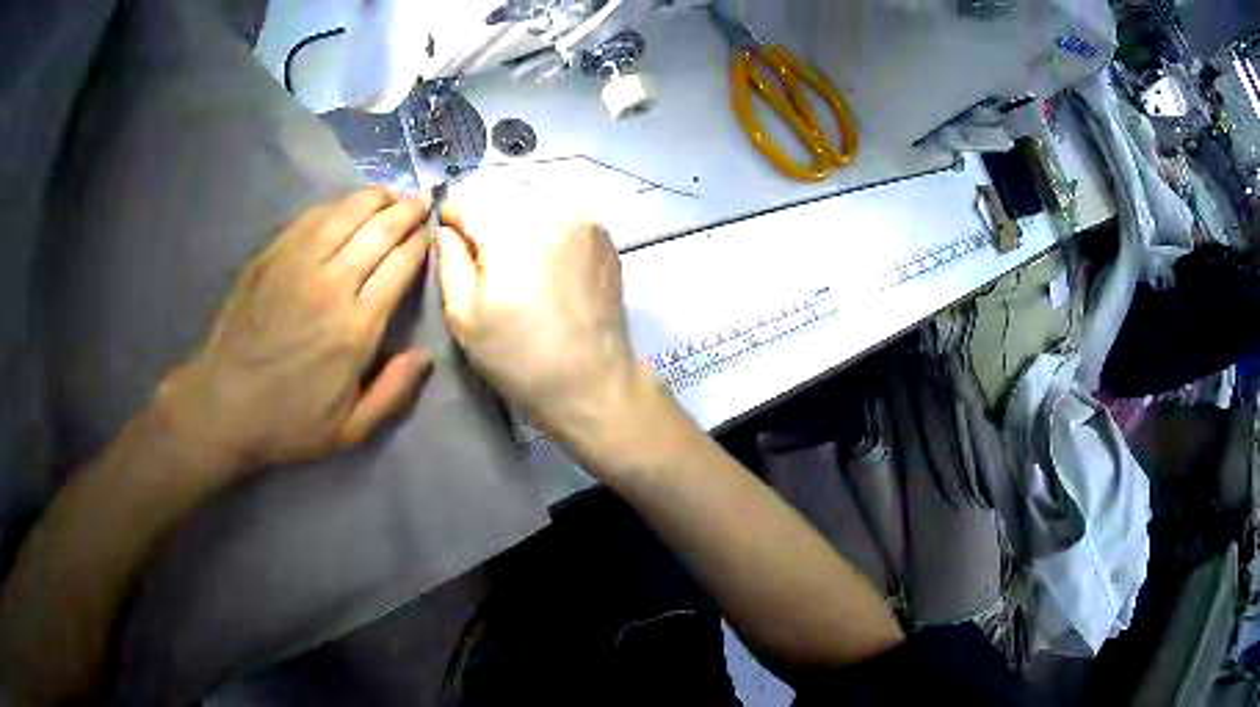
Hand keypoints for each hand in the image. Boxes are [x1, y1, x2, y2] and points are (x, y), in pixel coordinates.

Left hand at [156, 188, 434, 475]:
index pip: (400, 266)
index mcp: (356, 328)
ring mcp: (297, 265)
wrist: (223, 406)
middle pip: (378, 231)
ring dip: (374, 198)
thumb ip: (393, 392)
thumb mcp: (350, 430)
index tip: (431, 232)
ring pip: (346, 214)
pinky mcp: (271, 257)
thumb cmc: (288, 422)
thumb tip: (426, 355)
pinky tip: (346, 205)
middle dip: (406, 211)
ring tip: (390, 193)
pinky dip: (336, 206)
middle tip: (420, 201)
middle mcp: (331, 285)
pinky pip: (311, 218)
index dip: (420, 243)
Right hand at [436, 204, 656, 447]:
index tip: (451, 243)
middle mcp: (553, 212)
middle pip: (501, 196)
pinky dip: (543, 228)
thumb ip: (449, 260)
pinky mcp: (603, 234)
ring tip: (514, 263)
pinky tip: (544, 263)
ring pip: (531, 201)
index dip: (452, 219)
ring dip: (514, 221)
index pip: (469, 200)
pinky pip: (559, 214)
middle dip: (485, 220)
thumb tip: (446, 228)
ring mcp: (584, 220)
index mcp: (514, 233)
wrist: (593, 382)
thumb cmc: (519, 357)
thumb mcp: (464, 316)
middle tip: (483, 260)